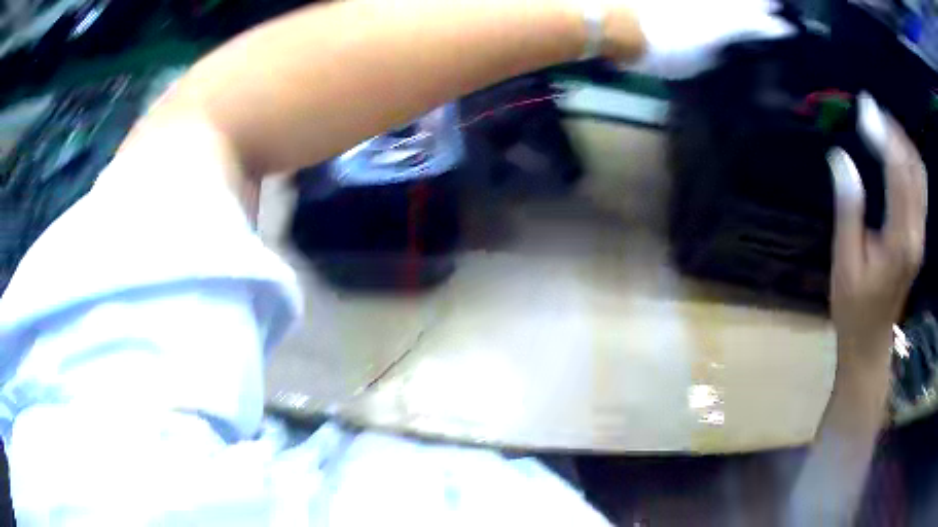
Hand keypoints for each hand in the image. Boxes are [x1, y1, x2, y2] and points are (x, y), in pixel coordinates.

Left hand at [614, 0, 793, 78]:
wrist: (613, 20)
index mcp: (723, 26)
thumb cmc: (657, 50)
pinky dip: (717, 2)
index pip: (756, 25)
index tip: (788, 29)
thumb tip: (722, 48)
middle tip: (777, 4)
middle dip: (763, 4)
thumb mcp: (695, 65)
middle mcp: (713, 5)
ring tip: (762, 0)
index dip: (773, 28)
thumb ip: (714, 53)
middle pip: (744, 2)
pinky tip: (720, 5)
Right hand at [827, 94, 927, 362]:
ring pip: (920, 176)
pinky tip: (895, 153)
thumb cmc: (854, 307)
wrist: (870, 341)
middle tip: (872, 112)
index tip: (865, 108)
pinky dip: (909, 161)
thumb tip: (840, 159)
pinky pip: (919, 188)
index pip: (898, 173)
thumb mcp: (845, 261)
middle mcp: (916, 234)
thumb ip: (848, 209)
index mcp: (900, 240)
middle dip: (895, 133)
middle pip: (914, 168)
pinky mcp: (918, 237)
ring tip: (883, 125)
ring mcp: (920, 236)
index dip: (884, 135)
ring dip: (904, 144)